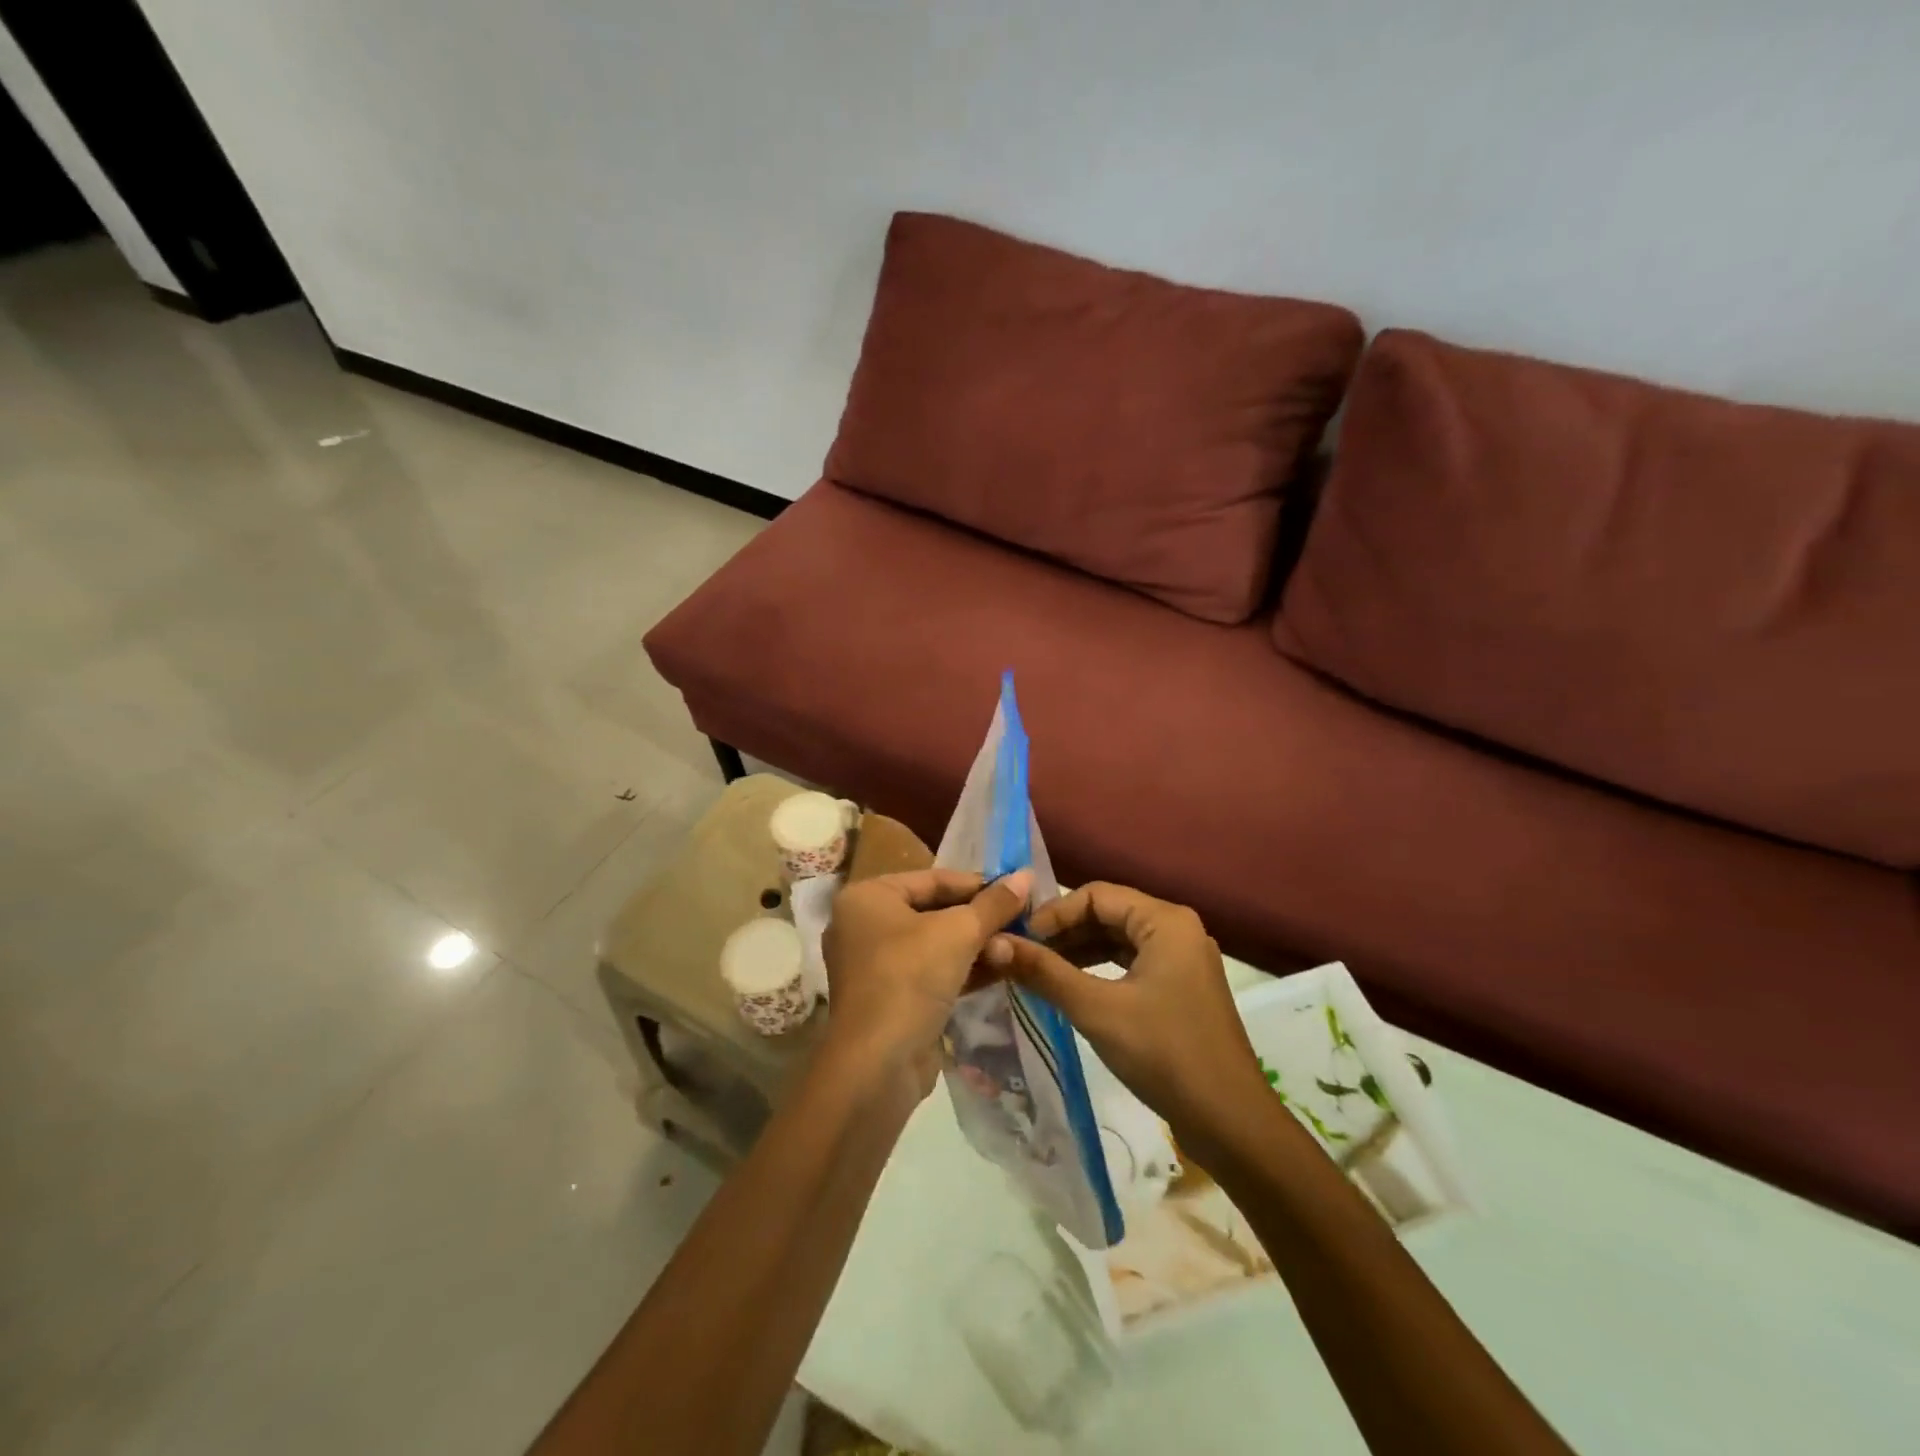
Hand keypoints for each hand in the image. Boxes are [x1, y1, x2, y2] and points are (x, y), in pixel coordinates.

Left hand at [822, 868, 1032, 1097]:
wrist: (877, 1065)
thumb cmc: (910, 978)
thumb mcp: (959, 933)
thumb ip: (994, 904)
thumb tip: (1026, 875)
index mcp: (868, 897)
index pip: (933, 879)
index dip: (978, 884)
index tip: (1018, 891)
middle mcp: (864, 925)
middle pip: (934, 910)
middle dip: (979, 919)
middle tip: (1022, 922)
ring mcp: (875, 965)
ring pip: (935, 944)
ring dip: (976, 946)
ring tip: (1016, 949)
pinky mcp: (890, 998)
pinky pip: (931, 972)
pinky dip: (963, 969)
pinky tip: (1002, 969)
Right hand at [985, 883, 1265, 1137]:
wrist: (1231, 1123)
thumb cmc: (1164, 1054)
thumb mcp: (1097, 1010)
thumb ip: (1045, 972)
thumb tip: (995, 943)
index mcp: (1165, 921)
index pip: (1096, 895)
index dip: (1054, 913)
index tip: (1019, 940)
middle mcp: (1177, 929)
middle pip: (1108, 913)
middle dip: (1063, 932)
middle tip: (1022, 955)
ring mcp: (1182, 960)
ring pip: (1118, 939)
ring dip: (1078, 951)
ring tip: (1037, 971)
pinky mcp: (1181, 988)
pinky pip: (1131, 963)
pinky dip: (1099, 970)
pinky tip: (1070, 988)